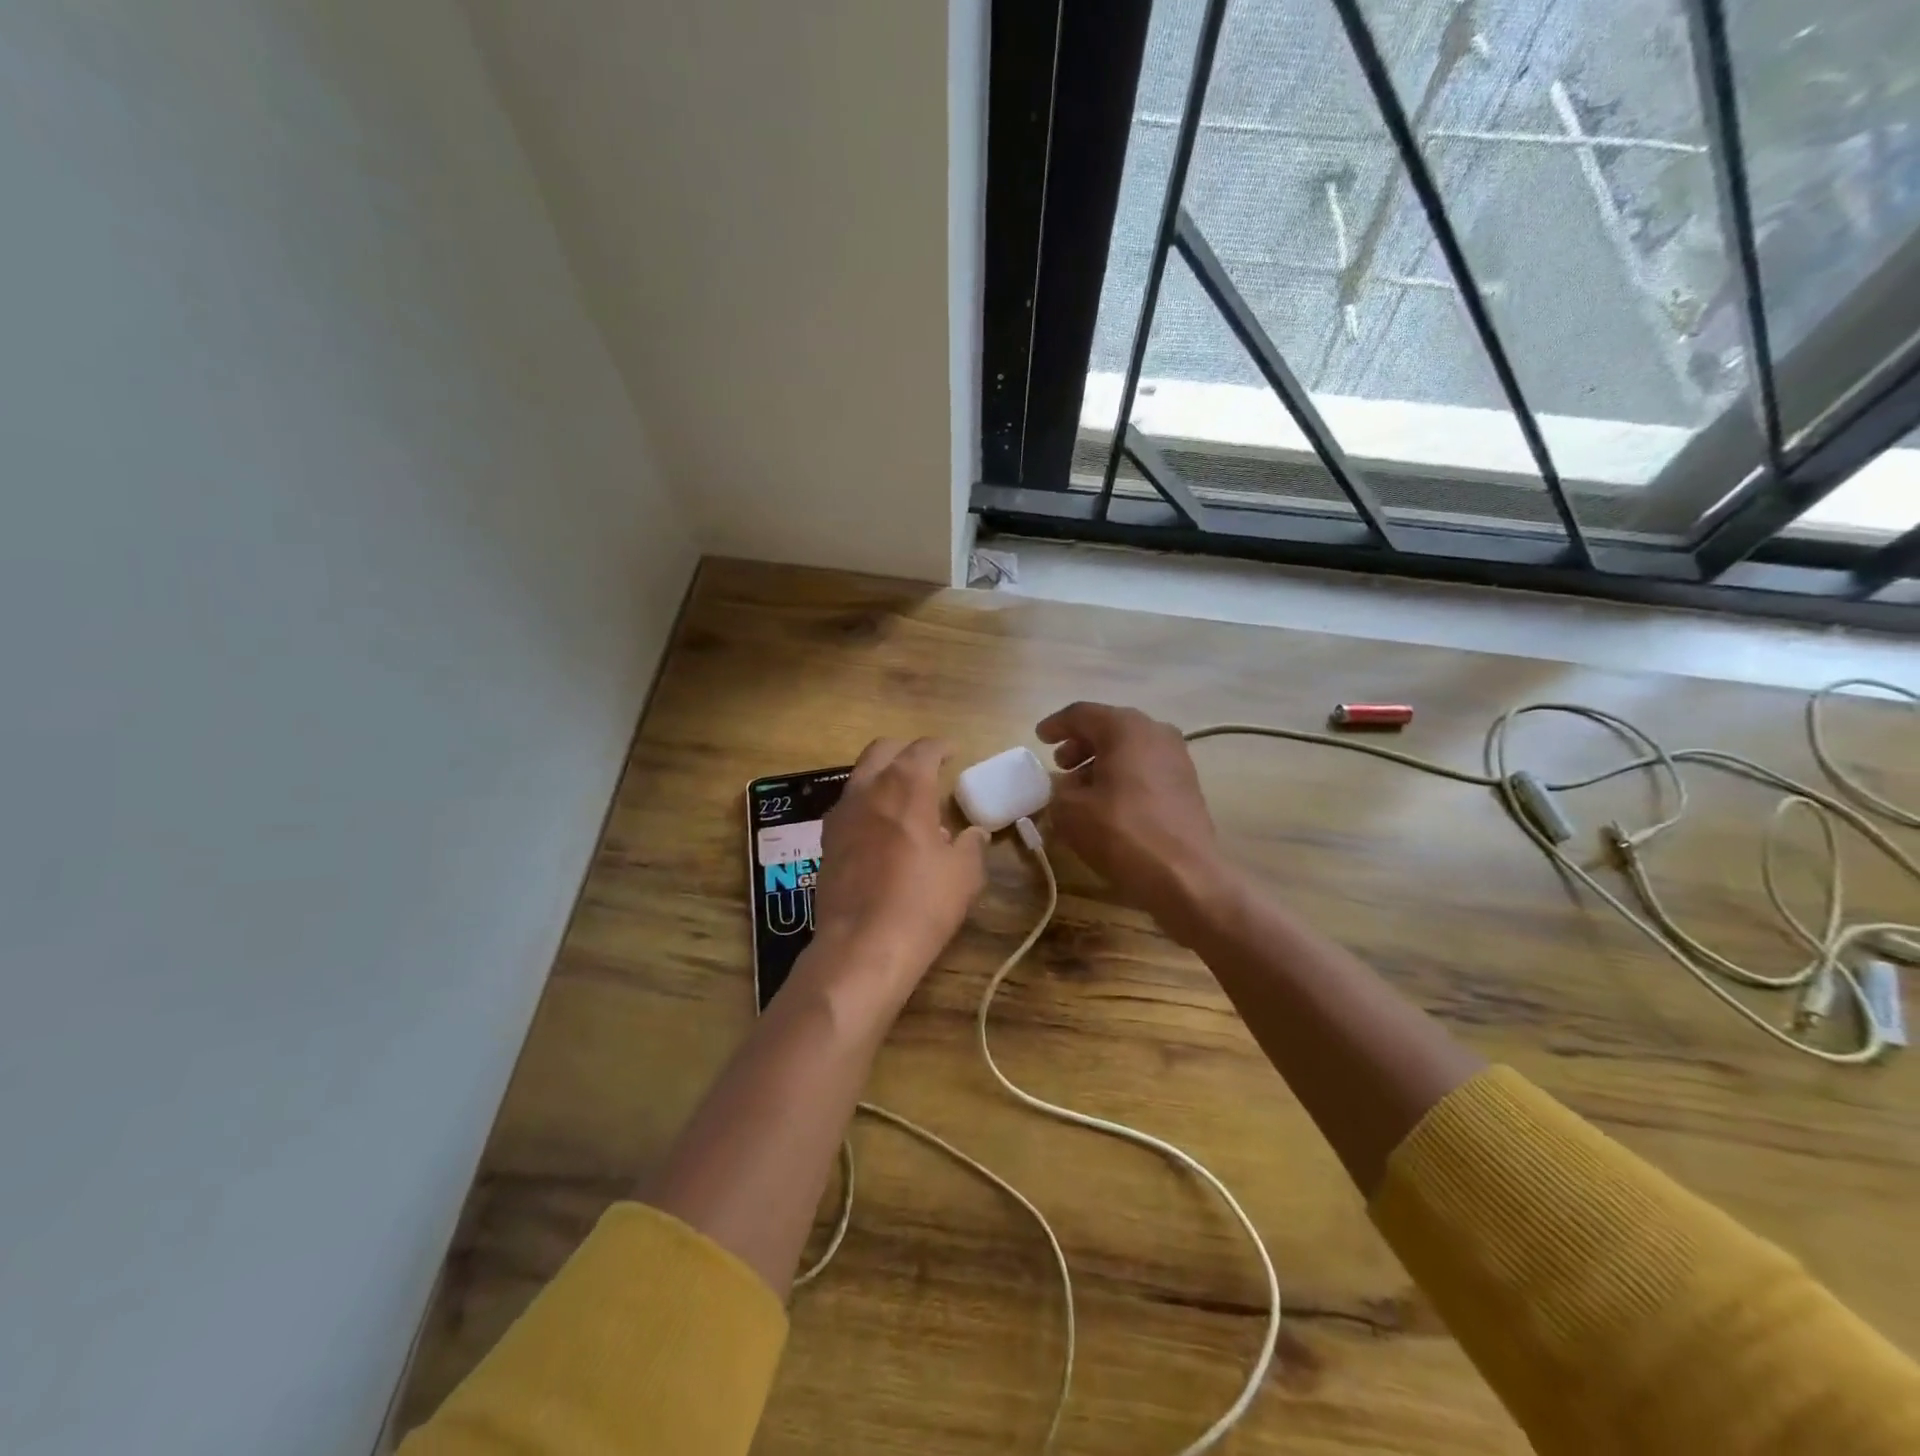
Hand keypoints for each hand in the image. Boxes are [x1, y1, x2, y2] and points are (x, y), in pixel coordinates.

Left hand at [806, 737, 987, 1015]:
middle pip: (883, 751)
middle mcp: (868, 789)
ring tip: (905, 799)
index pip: (923, 748)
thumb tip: (974, 833)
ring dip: (883, 776)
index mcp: (906, 786)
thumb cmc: (923, 903)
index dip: (941, 747)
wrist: (862, 946)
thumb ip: (971, 845)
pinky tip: (881, 829)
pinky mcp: (826, 841)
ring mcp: (841, 814)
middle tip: (926, 766)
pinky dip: (867, 804)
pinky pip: (849, 806)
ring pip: (860, 776)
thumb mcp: (964, 874)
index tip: (953, 752)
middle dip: (906, 751)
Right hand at [1037, 703, 1233, 944]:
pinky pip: (1146, 768)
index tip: (1039, 739)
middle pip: (1109, 727)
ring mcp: (1177, 758)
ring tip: (1080, 787)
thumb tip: (1065, 787)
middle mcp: (1156, 732)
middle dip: (1081, 744)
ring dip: (1101, 761)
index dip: (1056, 725)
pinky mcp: (1187, 785)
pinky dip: (1123, 776)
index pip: (1082, 714)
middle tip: (1060, 764)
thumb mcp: (1070, 811)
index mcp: (1126, 728)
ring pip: (1130, 748)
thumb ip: (1058, 790)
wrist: (1184, 876)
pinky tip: (1108, 802)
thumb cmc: (1121, 833)